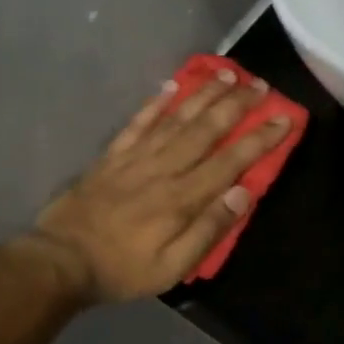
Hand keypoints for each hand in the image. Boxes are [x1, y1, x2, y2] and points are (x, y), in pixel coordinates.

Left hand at [34, 69, 292, 303]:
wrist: (60, 261)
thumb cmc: (123, 269)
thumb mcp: (173, 267)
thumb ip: (209, 230)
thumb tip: (243, 194)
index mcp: (182, 198)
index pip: (231, 160)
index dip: (260, 138)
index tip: (284, 118)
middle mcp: (163, 169)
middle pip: (206, 129)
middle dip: (237, 105)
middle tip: (261, 84)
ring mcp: (135, 158)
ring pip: (176, 118)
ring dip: (204, 94)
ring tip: (227, 73)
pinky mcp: (112, 156)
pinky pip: (138, 122)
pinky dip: (156, 102)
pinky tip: (172, 85)